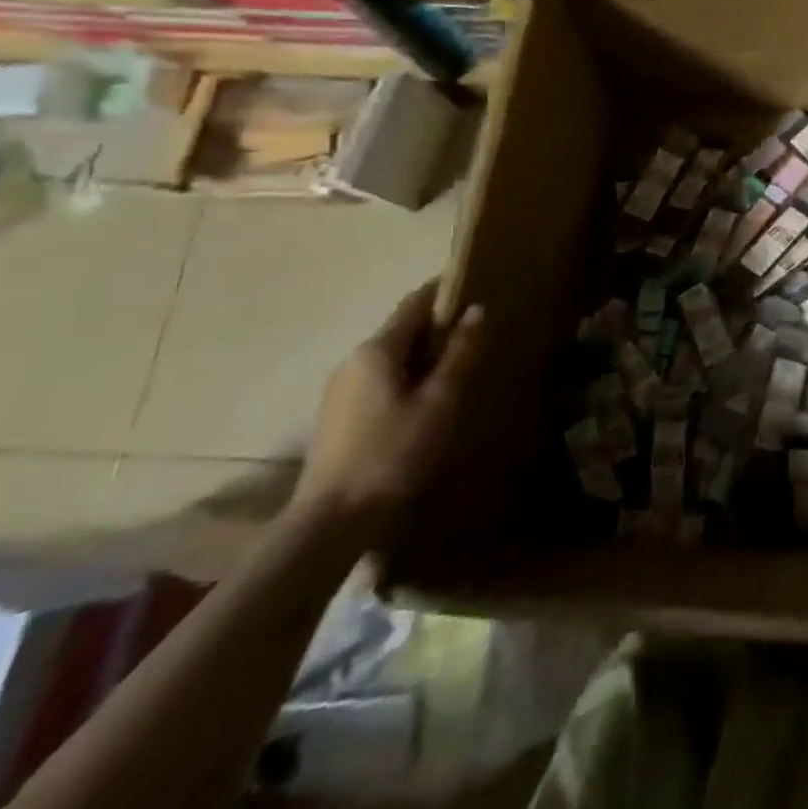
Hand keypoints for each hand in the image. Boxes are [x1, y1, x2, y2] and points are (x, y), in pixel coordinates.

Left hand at [291, 282, 485, 543]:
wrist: (330, 521)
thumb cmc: (393, 453)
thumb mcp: (439, 401)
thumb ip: (460, 353)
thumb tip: (477, 310)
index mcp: (377, 349)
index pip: (415, 303)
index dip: (444, 291)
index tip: (474, 286)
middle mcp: (352, 360)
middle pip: (401, 329)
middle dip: (436, 326)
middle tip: (475, 334)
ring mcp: (339, 389)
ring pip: (389, 357)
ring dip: (421, 355)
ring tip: (455, 369)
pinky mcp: (336, 417)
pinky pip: (378, 380)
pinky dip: (405, 377)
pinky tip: (424, 401)